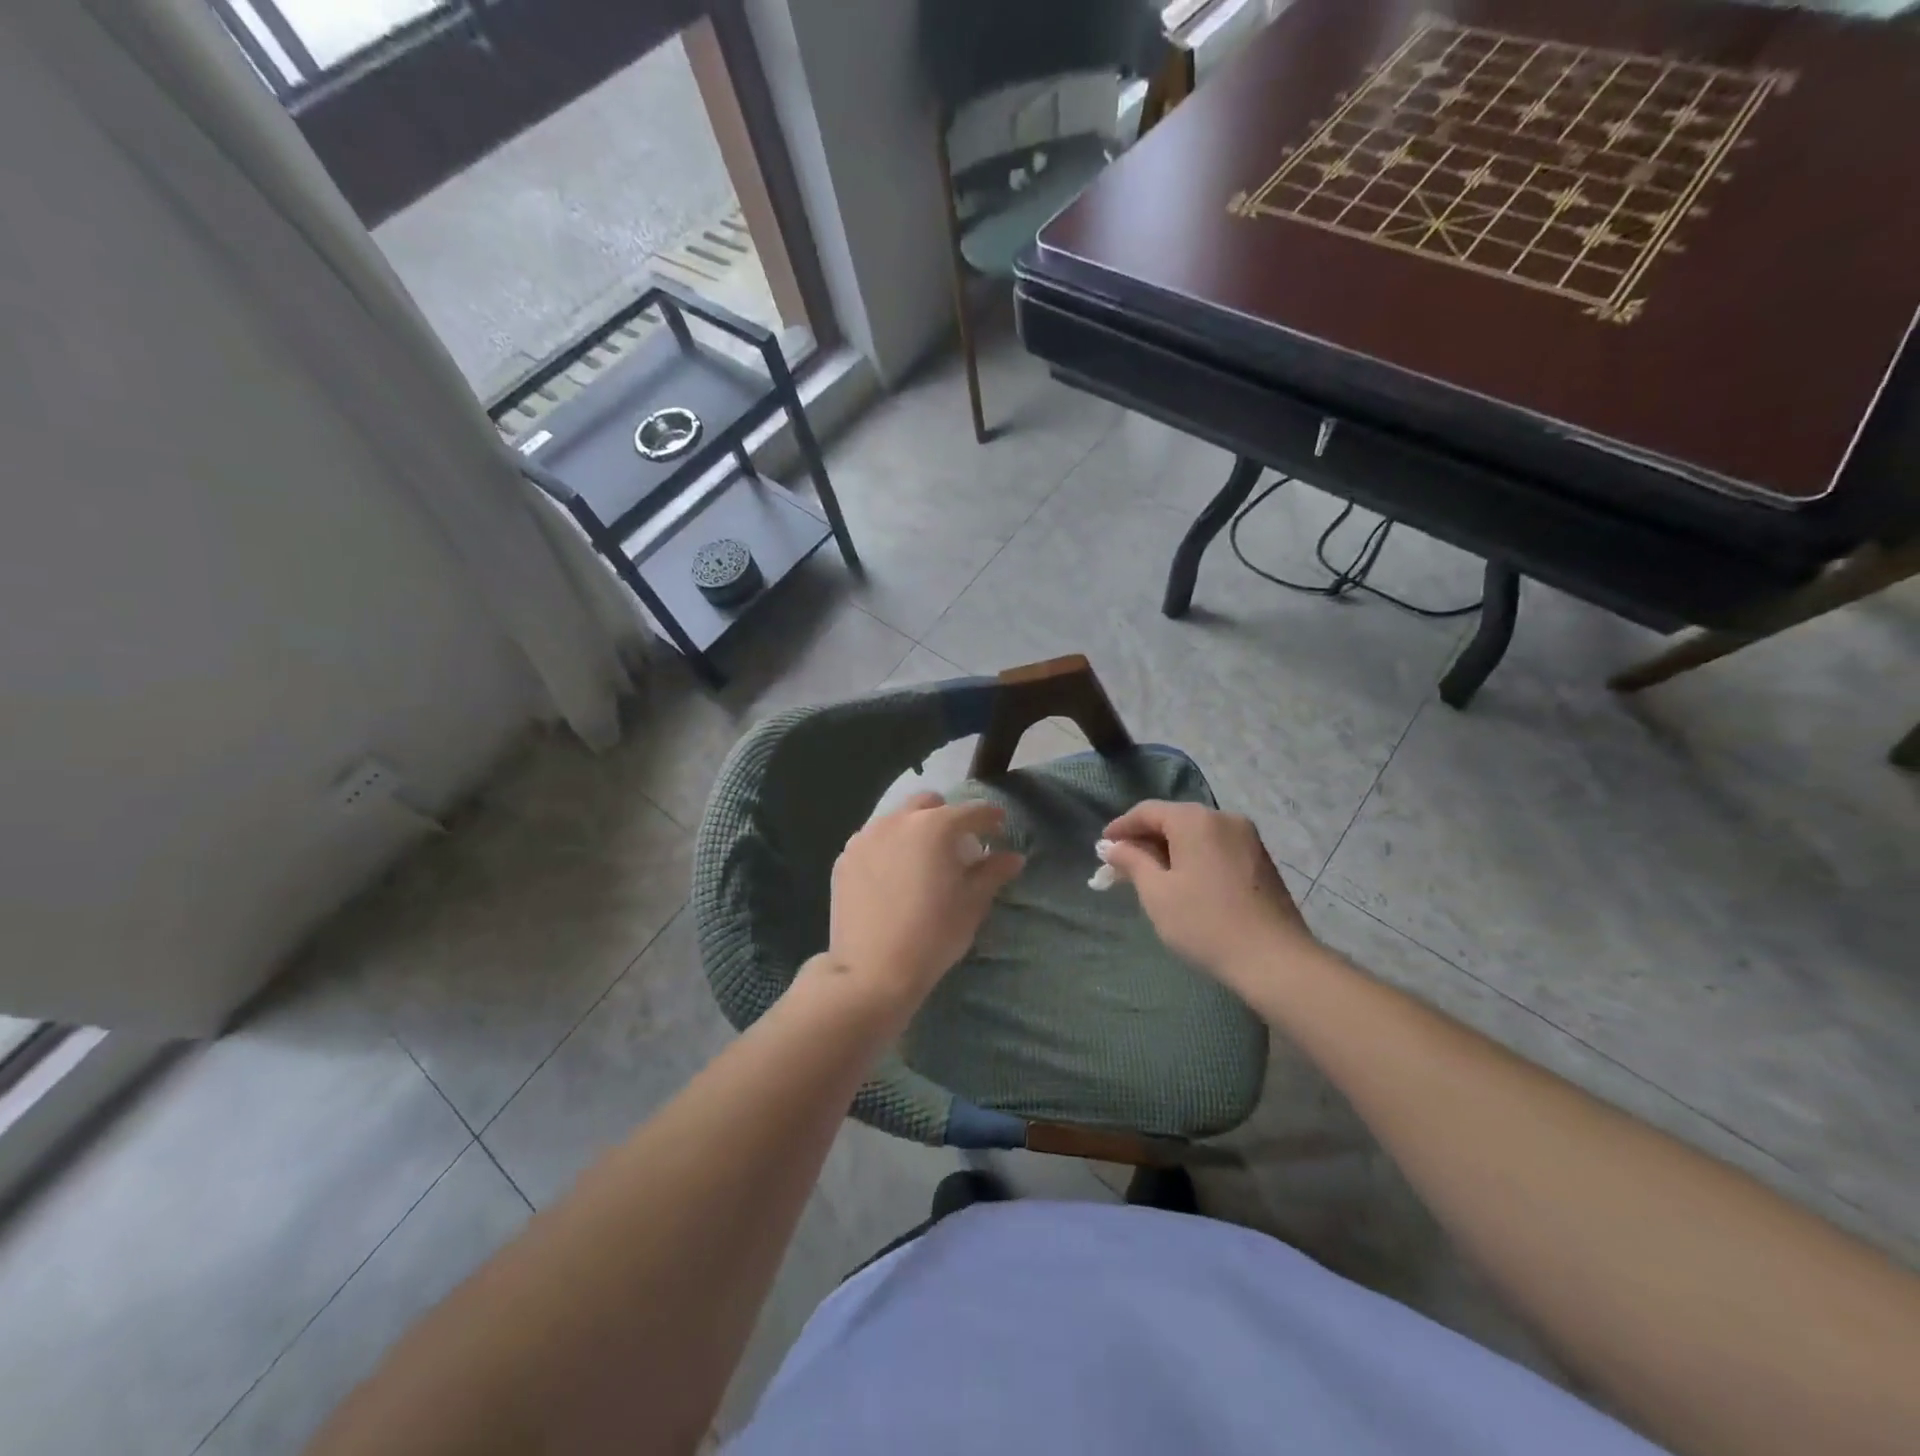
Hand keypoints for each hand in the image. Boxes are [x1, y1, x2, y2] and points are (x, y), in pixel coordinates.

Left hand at [821, 792, 1024, 1016]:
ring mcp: (865, 837)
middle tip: (957, 844)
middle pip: (929, 804)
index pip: (972, 811)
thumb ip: (993, 872)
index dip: (990, 818)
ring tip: (921, 860)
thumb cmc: (933, 935)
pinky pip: (873, 840)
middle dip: (947, 816)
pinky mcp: (844, 858)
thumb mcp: (972, 904)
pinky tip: (892, 876)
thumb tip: (1013, 857)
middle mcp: (897, 821)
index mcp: (935, 826)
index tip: (999, 828)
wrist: (872, 971)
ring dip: (914, 829)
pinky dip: (888, 848)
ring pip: (897, 819)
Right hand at [1100, 801, 1312, 992]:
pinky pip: (1216, 846)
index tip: (1102, 847)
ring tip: (1150, 874)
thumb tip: (1113, 846)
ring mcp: (1247, 837)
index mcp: (1196, 820)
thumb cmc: (1205, 923)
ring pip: (1196, 834)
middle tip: (1122, 863)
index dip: (1121, 827)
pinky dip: (1194, 856)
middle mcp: (1224, 818)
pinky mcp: (1260, 859)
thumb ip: (1132, 861)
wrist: (1274, 960)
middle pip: (1174, 819)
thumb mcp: (1156, 893)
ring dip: (1170, 849)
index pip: (1147, 811)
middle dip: (1145, 839)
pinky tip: (1184, 880)